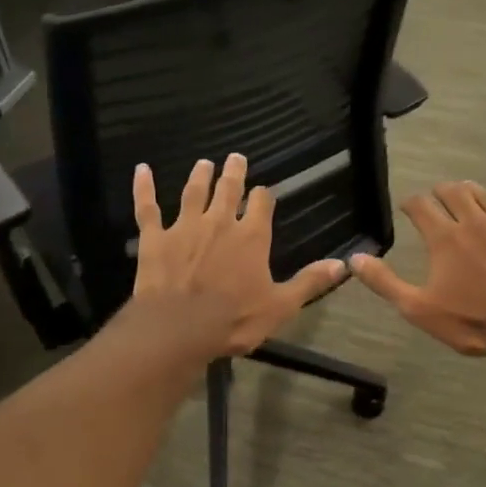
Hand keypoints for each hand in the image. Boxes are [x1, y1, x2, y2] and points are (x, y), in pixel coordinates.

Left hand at [131, 155, 345, 358]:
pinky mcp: (155, 238)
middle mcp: (219, 223)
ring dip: (199, 176)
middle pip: (228, 190)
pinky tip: (142, 170)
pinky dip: (144, 188)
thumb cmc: (234, 319)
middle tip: (236, 158)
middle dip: (234, 173)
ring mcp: (184, 227)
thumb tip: (343, 264)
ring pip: (193, 193)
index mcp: (251, 238)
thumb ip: (309, 282)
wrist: (179, 328)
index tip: (263, 191)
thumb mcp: (281, 305)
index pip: (261, 205)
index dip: (263, 196)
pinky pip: (148, 208)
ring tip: (203, 163)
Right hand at [352, 183, 485, 356]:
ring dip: (472, 192)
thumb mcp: (418, 309)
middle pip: (455, 191)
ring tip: (466, 195)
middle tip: (436, 199)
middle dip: (441, 191)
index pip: (421, 205)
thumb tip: (354, 259)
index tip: (407, 208)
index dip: (411, 203)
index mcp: (445, 237)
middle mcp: (475, 222)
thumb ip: (385, 282)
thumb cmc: (471, 321)